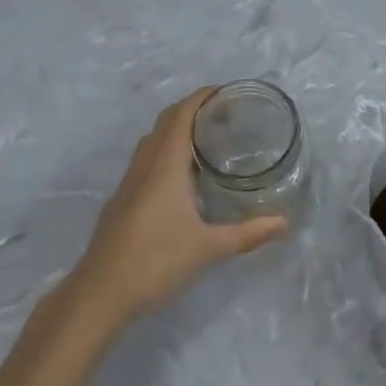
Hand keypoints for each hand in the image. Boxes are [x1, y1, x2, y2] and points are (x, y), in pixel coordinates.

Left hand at [66, 88, 288, 333]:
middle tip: (223, 115)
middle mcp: (145, 165)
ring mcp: (129, 182)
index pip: (182, 114)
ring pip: (152, 140)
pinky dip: (165, 151)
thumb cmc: (157, 261)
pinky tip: (181, 177)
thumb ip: (248, 233)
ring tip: (206, 140)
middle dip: (192, 109)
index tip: (226, 92)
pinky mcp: (121, 200)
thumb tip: (285, 223)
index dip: (202, 96)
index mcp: (165, 165)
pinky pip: (145, 159)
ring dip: (176, 129)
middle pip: (166, 121)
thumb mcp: (209, 248)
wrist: (100, 293)